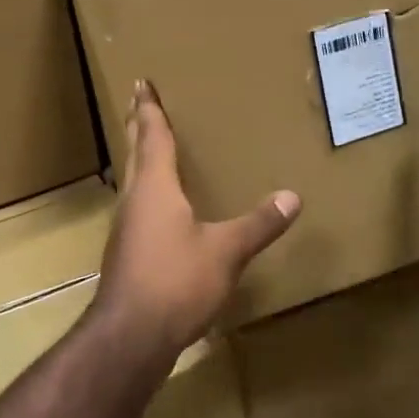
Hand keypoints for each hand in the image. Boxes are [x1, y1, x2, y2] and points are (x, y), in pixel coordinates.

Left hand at [94, 80, 300, 362]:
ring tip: (151, 147)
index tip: (140, 82)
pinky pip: (137, 206)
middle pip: (135, 152)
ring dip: (140, 158)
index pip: (151, 135)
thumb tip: (292, 196)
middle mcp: (134, 198)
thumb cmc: (176, 281)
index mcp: (154, 186)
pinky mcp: (126, 251)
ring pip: (133, 179)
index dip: (148, 108)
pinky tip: (158, 206)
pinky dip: (146, 190)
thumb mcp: (225, 251)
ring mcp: (126, 226)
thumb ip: (258, 224)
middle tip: (137, 101)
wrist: (130, 335)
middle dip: (138, 125)